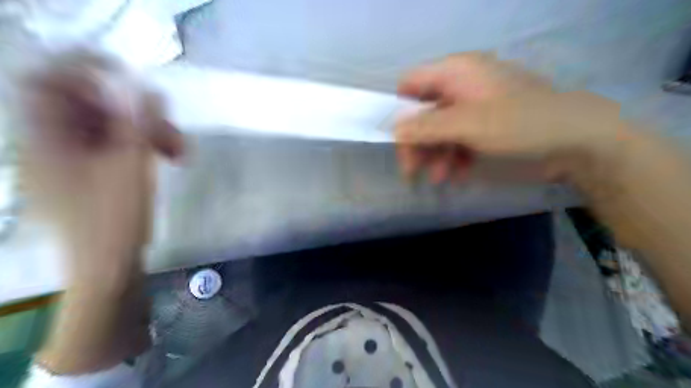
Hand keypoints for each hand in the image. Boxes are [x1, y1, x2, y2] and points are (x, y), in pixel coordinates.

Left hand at [20, 48, 182, 284]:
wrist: (109, 268)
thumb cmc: (116, 220)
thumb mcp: (132, 168)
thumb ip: (140, 124)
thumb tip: (151, 90)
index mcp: (46, 140)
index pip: (49, 81)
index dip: (85, 69)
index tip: (129, 75)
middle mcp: (51, 146)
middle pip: (90, 108)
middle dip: (136, 113)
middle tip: (170, 131)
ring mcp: (71, 164)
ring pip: (109, 130)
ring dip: (145, 133)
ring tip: (178, 153)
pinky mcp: (89, 178)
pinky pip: (113, 148)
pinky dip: (140, 148)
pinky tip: (163, 160)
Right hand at [397, 53, 624, 185]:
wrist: (576, 141)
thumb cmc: (520, 123)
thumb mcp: (468, 124)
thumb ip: (427, 126)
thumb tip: (394, 129)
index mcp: (456, 72)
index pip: (411, 84)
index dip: (400, 110)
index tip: (396, 140)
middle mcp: (460, 86)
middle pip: (422, 112)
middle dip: (416, 142)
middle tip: (411, 171)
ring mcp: (472, 108)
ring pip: (438, 130)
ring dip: (434, 155)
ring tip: (438, 179)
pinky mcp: (483, 127)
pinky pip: (456, 140)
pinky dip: (452, 158)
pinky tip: (456, 175)